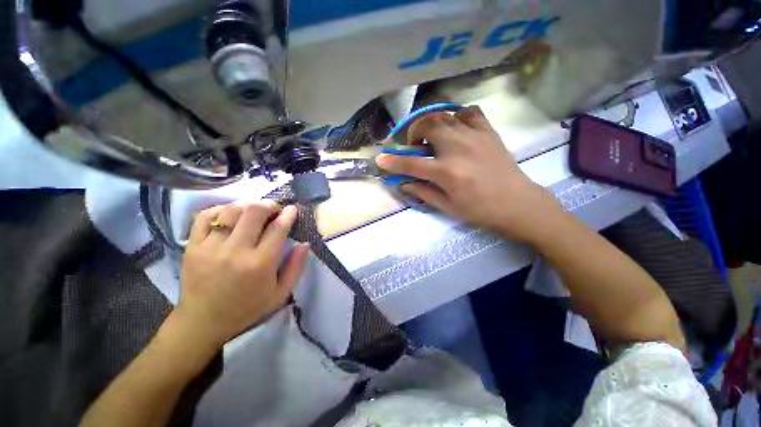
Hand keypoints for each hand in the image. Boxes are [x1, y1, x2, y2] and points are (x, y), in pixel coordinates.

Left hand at [175, 201, 309, 348]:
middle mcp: (235, 251)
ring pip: (231, 210)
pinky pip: (204, 216)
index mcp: (260, 263)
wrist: (203, 322)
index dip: (288, 214)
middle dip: (269, 205)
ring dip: (248, 205)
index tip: (293, 209)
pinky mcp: (192, 246)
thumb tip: (305, 244)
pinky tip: (230, 214)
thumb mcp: (281, 293)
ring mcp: (210, 247)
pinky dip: (220, 209)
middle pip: (254, 212)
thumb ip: (296, 266)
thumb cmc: (248, 308)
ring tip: (255, 210)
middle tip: (275, 209)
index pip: (278, 228)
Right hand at [376, 106, 563, 243]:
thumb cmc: (480, 210)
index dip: (393, 161)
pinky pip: (468, 112)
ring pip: (444, 115)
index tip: (381, 158)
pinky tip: (455, 128)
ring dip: (431, 123)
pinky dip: (456, 116)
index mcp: (447, 172)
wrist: (518, 204)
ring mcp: (475, 136)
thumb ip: (423, 192)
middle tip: (414, 144)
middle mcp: (458, 149)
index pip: (411, 163)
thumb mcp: (447, 207)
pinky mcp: (488, 132)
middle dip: (413, 132)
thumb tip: (403, 183)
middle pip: (427, 126)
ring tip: (432, 136)